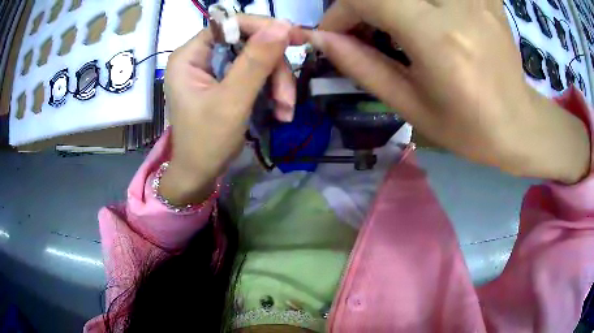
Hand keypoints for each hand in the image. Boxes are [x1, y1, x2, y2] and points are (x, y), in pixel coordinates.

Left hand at [160, 17, 304, 204]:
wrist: (200, 175)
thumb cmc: (206, 143)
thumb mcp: (231, 102)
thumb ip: (255, 62)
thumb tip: (283, 25)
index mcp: (190, 56)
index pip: (230, 24)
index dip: (264, 27)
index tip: (297, 38)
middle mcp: (200, 56)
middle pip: (248, 42)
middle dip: (274, 68)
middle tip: (287, 98)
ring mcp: (214, 69)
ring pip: (257, 58)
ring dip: (277, 84)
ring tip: (285, 111)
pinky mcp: (226, 81)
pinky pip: (256, 74)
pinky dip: (272, 90)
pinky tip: (280, 111)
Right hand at [308, 0, 589, 182]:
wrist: (518, 125)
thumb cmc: (467, 128)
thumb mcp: (410, 106)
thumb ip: (362, 66)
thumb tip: (322, 39)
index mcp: (439, 39)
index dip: (340, 12)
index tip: (335, 33)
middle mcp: (458, 7)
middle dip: (363, 5)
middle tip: (367, 28)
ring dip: (392, 3)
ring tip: (397, 25)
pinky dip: (421, 3)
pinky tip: (430, 17)